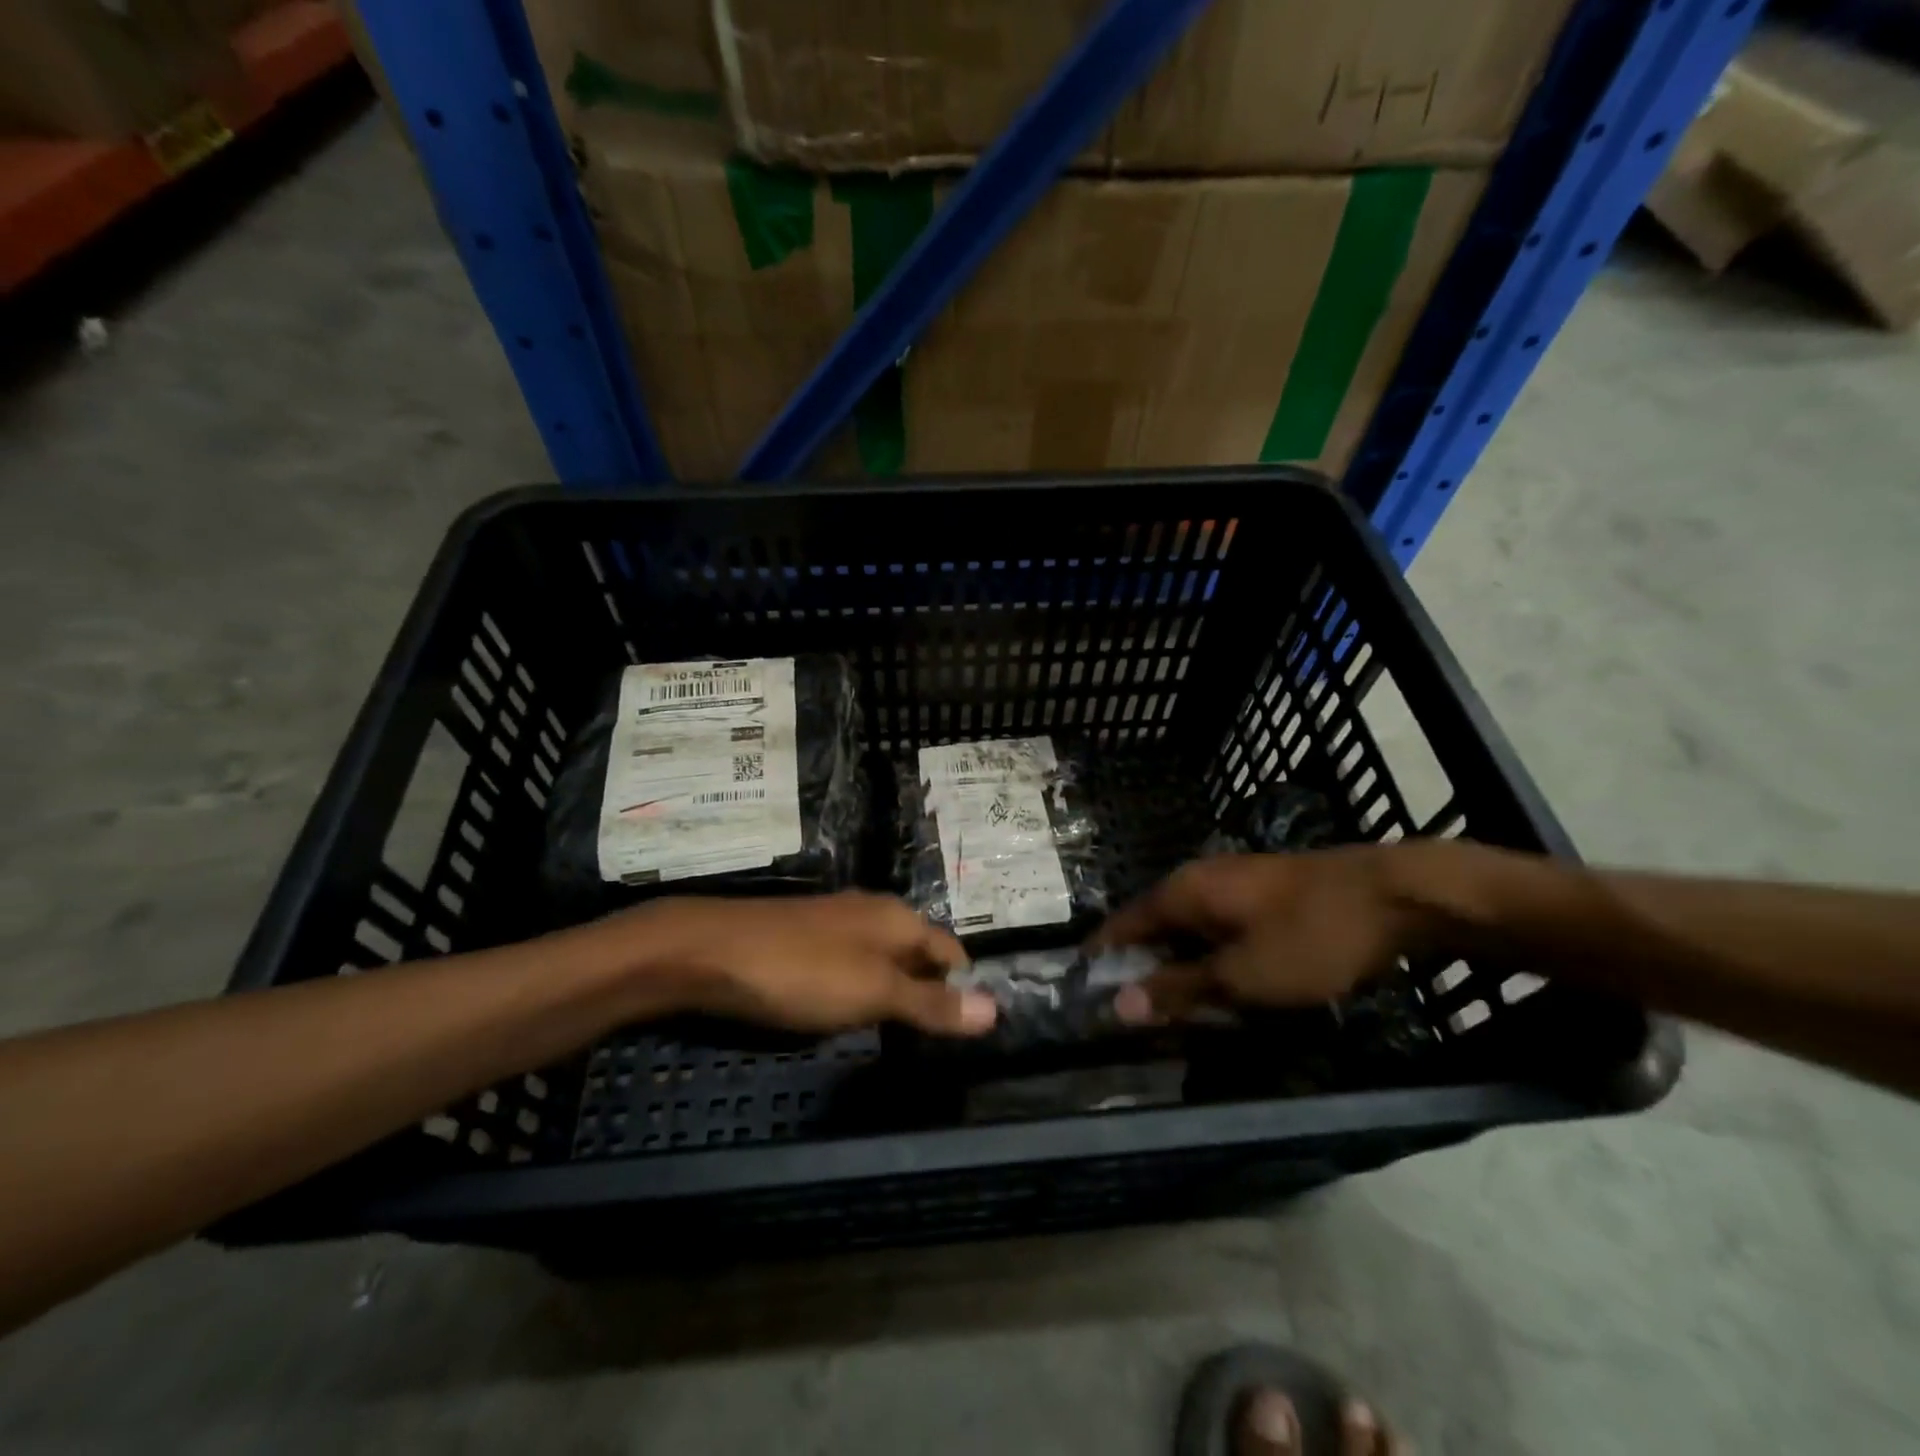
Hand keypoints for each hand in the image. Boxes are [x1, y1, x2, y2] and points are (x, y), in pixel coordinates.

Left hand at [618, 892, 996, 1036]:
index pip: (951, 953)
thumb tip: (997, 1009)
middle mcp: (873, 913)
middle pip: (918, 955)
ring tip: (895, 1037)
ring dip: (893, 994)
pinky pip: (850, 965)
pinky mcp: (805, 938)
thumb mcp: (874, 993)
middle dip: (929, 994)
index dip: (964, 990)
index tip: (968, 1035)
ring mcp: (836, 923)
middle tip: (934, 1045)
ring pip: (883, 960)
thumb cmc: (802, 972)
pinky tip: (846, 1015)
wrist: (710, 952)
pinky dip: (859, 991)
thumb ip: (932, 1003)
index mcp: (899, 918)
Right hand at [1092, 846, 1440, 1022]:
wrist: (1397, 896)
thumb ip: (1178, 989)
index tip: (1088, 996)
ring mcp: (1234, 882)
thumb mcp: (1242, 976)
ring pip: (1190, 929)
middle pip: (1154, 926)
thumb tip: (1117, 1005)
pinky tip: (1226, 985)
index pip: (1122, 925)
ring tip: (1179, 1010)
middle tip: (1138, 1018)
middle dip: (1144, 969)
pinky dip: (1212, 957)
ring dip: (1181, 967)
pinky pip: (1220, 928)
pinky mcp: (1264, 893)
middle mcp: (1199, 879)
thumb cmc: (1310, 936)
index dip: (1103, 959)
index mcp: (1182, 891)